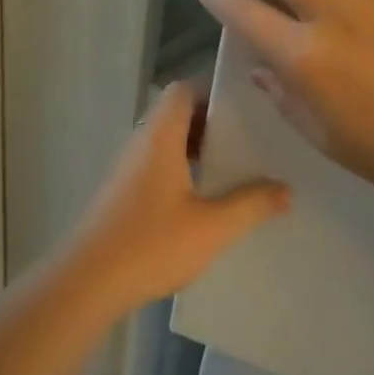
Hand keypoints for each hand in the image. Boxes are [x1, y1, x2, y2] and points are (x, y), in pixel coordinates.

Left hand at [60, 83, 290, 311]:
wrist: (87, 283)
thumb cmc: (151, 245)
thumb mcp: (212, 227)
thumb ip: (251, 205)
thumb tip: (286, 189)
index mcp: (160, 138)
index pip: (183, 90)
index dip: (214, 90)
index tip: (249, 106)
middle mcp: (141, 144)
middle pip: (177, 115)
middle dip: (214, 123)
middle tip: (252, 140)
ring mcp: (128, 170)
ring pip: (167, 143)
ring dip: (199, 150)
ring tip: (237, 170)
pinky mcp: (123, 194)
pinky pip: (158, 166)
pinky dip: (183, 170)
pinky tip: (206, 200)